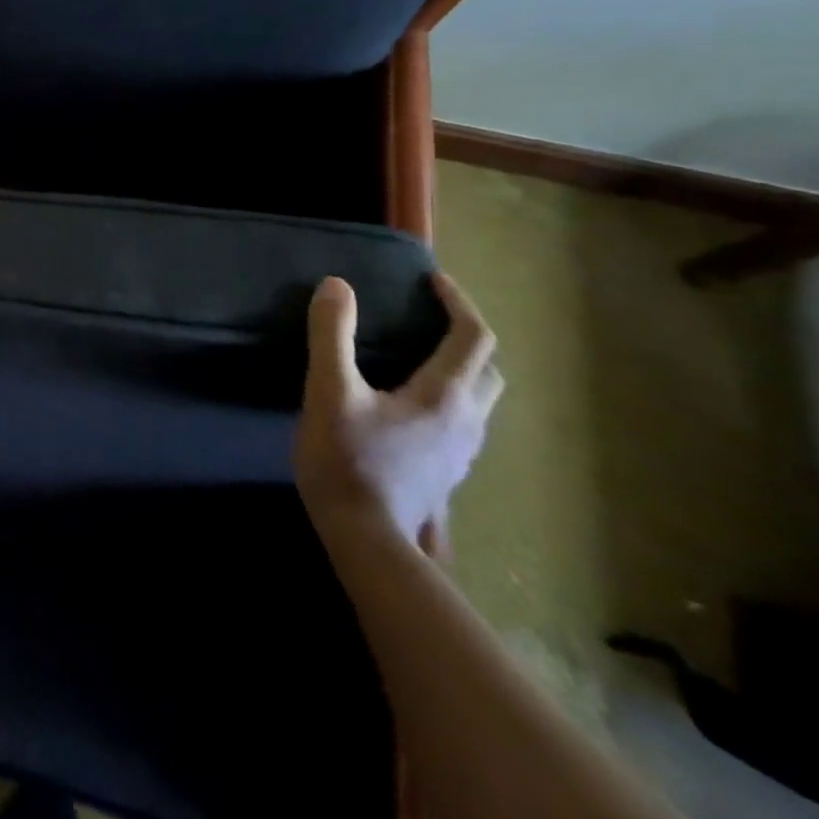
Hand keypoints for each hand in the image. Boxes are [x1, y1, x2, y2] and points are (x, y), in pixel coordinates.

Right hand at [294, 272, 502, 549]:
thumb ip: (332, 335)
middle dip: (468, 338)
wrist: (366, 539)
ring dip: (461, 371)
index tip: (432, 280)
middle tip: (431, 319)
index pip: (473, 337)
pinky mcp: (445, 474)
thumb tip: (337, 285)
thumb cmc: (347, 460)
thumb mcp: (329, 391)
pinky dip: (448, 401)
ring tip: (419, 358)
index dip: (458, 302)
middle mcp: (466, 422)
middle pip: (489, 370)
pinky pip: (462, 425)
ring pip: (479, 401)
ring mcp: (460, 453)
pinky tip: (410, 409)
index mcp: (444, 396)